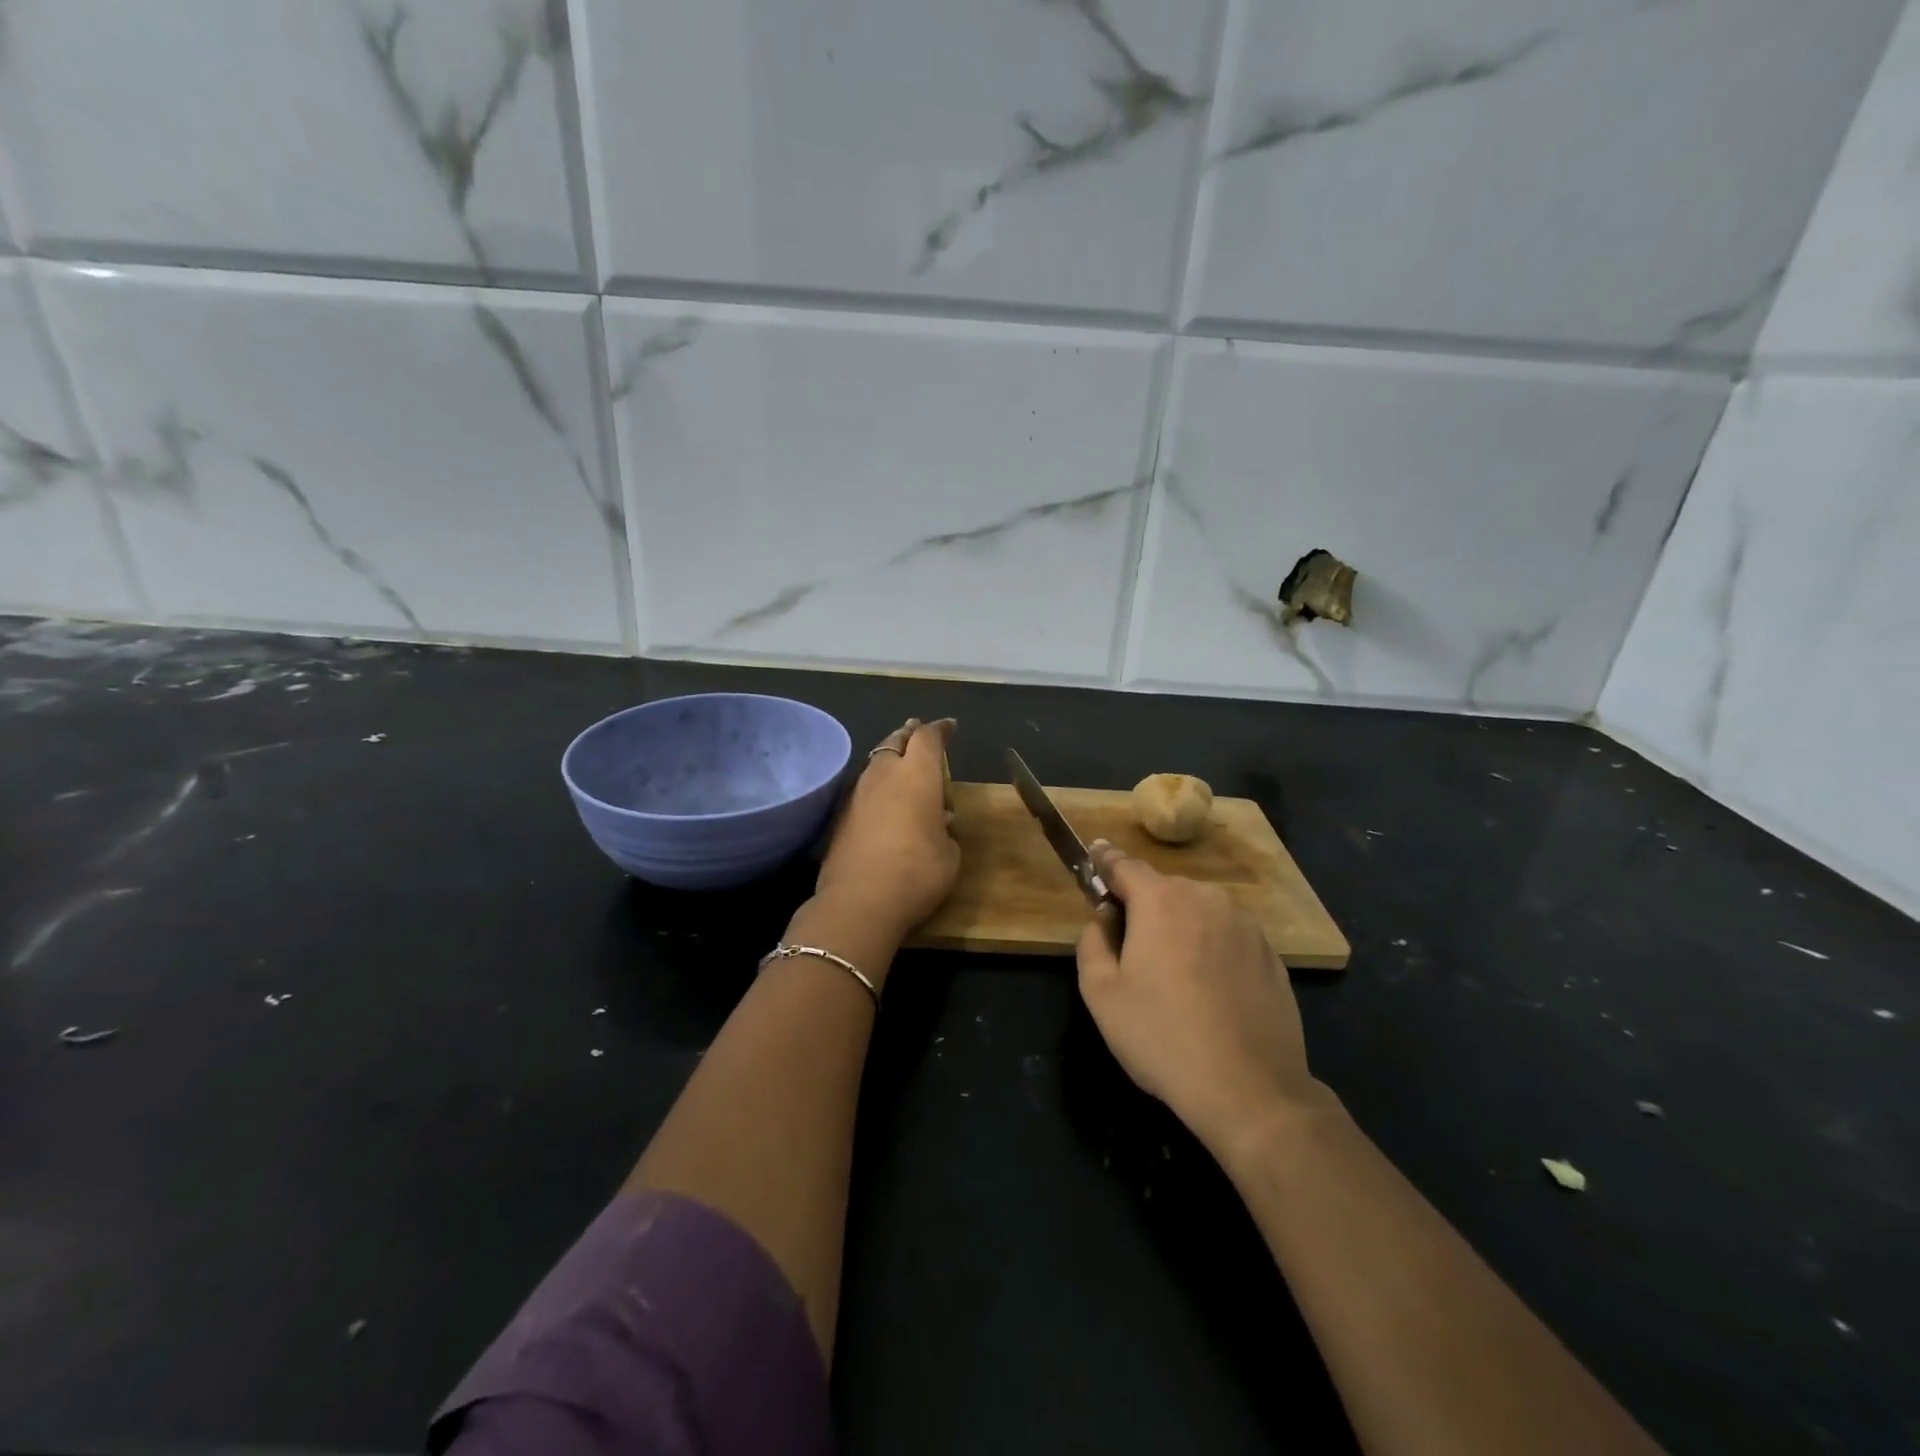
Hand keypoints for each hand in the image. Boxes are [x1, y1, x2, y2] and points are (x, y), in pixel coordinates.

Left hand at [814, 718, 959, 947]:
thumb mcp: (949, 854)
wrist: (859, 902)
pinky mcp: (840, 817)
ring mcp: (857, 794)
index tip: (949, 726)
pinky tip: (884, 800)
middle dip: (910, 734)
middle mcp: (884, 774)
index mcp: (917, 775)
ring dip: (890, 758)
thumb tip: (937, 825)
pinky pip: (864, 788)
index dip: (940, 730)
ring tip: (902, 765)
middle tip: (919, 732)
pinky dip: (877, 786)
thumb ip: (945, 831)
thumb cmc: (917, 872)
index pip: (928, 738)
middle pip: (896, 741)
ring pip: (876, 763)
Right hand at [1075, 840, 1325, 1155]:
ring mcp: (1245, 924)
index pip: (1124, 864)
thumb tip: (1103, 920)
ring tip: (1174, 978)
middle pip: (1162, 889)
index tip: (1094, 858)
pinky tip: (1209, 991)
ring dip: (1180, 927)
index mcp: (1160, 901)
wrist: (1250, 1089)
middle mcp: (1205, 898)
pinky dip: (1211, 948)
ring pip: (1198, 911)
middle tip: (1130, 950)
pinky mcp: (1271, 953)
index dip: (1104, 862)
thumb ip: (1092, 943)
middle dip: (1143, 907)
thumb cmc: (1162, 1037)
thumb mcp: (1101, 994)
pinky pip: (1227, 936)